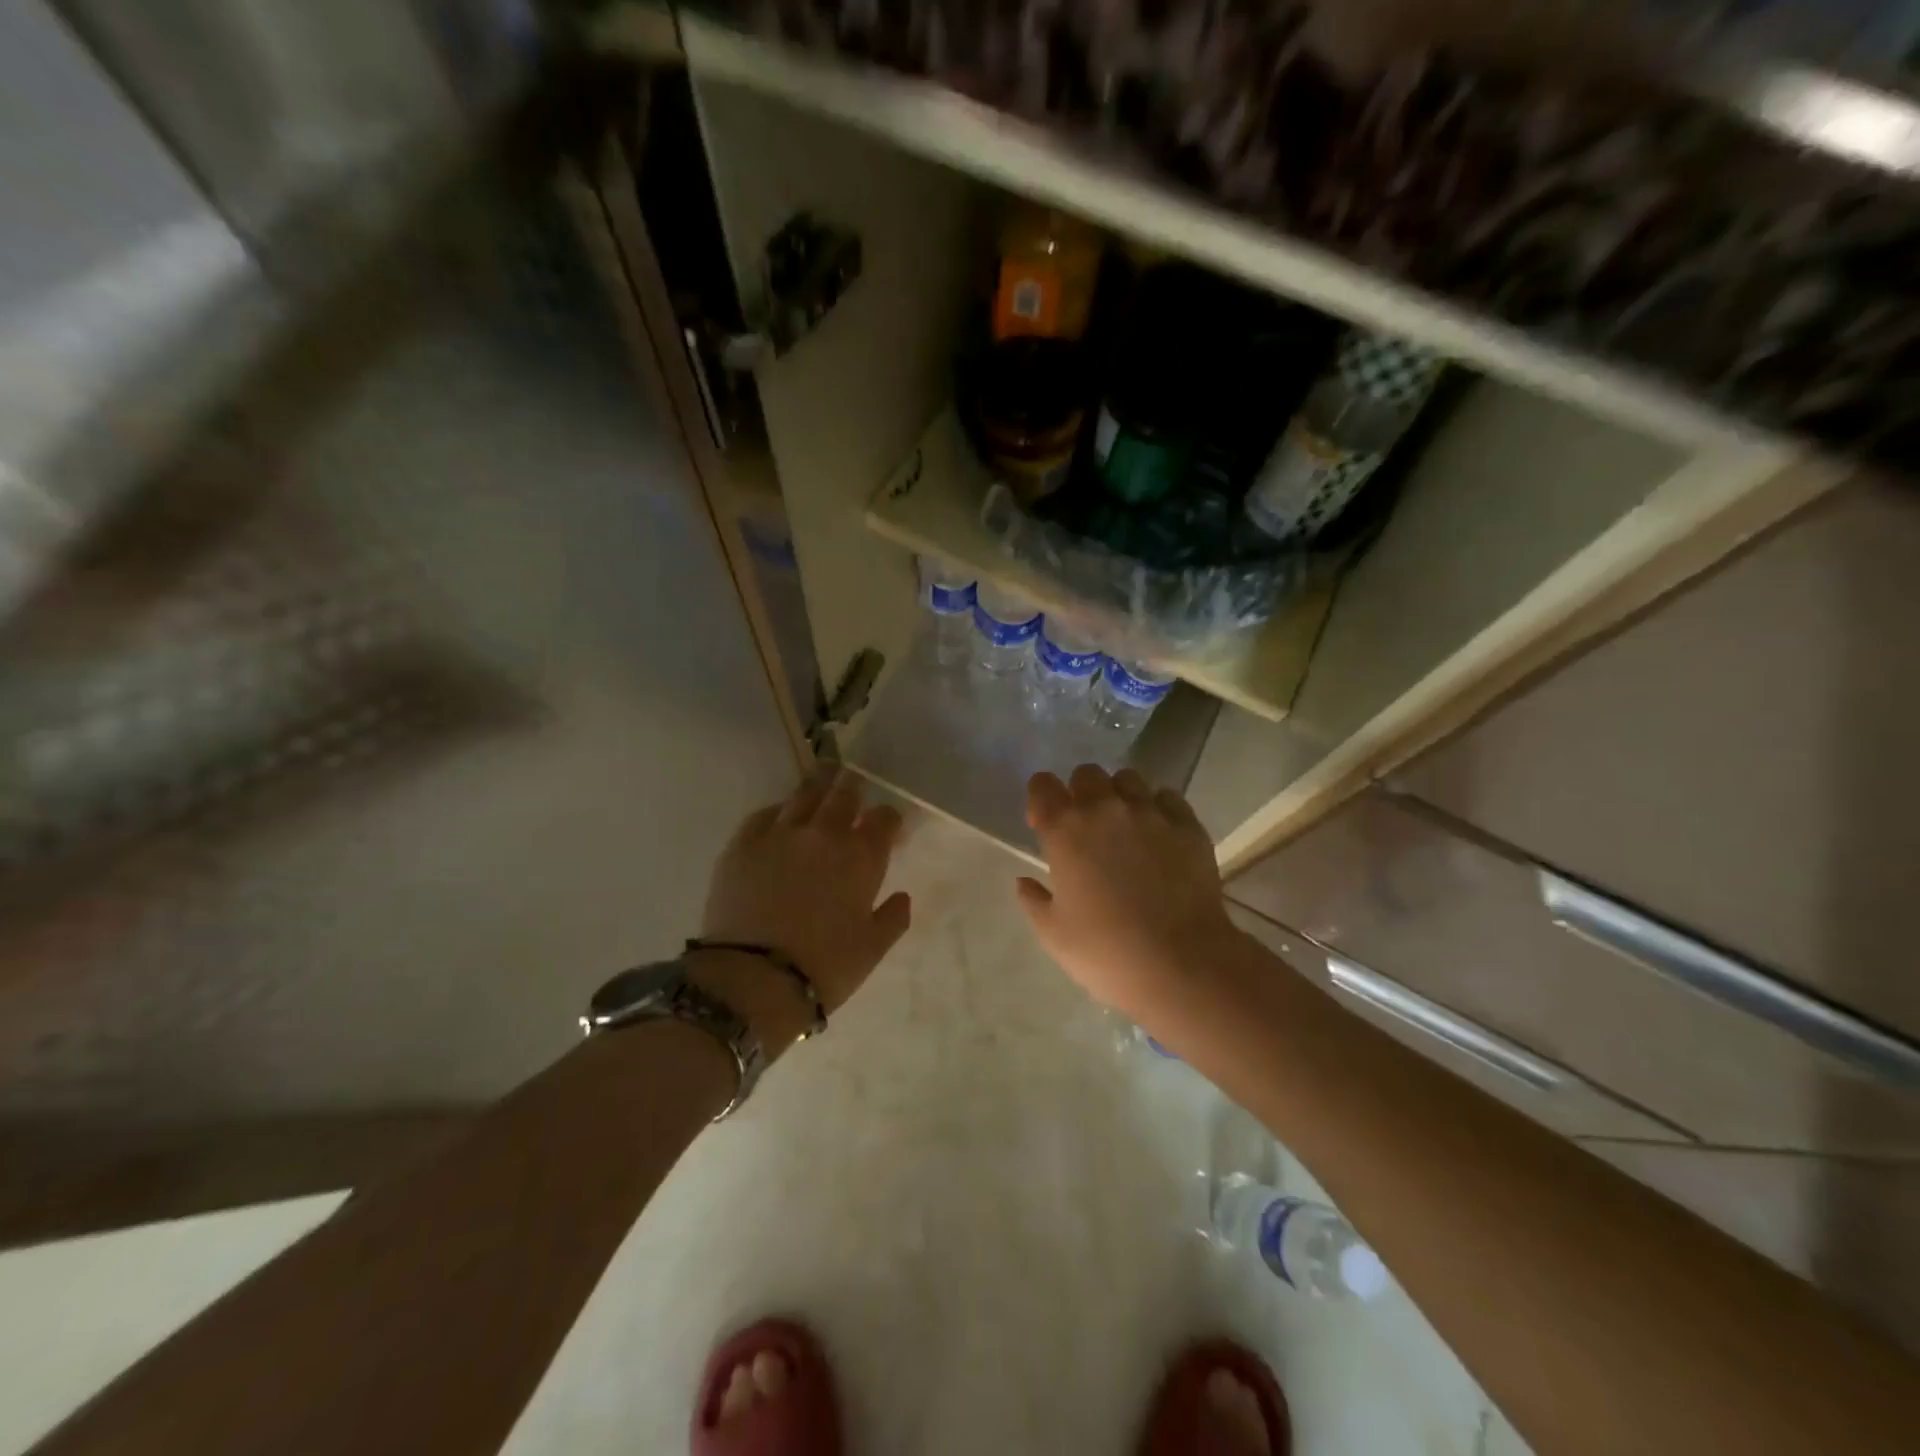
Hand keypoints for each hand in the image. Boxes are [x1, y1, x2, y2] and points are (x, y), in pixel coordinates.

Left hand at [697, 765, 910, 1050]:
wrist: (753, 978)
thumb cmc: (824, 967)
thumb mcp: (872, 950)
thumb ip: (893, 918)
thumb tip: (903, 897)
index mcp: (861, 856)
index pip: (884, 818)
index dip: (888, 819)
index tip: (886, 827)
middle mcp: (824, 833)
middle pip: (844, 793)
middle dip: (853, 786)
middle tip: (853, 783)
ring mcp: (780, 833)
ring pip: (804, 794)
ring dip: (819, 785)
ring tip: (823, 778)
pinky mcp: (743, 843)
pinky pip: (765, 813)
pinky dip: (779, 811)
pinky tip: (780, 816)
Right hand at [1017, 765, 1242, 1023]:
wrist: (1181, 964)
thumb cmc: (1106, 952)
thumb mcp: (1054, 934)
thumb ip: (1034, 901)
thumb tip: (1025, 882)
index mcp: (1065, 830)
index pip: (1042, 785)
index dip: (1040, 799)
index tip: (1044, 825)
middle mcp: (1105, 809)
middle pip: (1087, 774)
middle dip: (1080, 792)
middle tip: (1086, 827)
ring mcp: (1150, 813)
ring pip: (1128, 779)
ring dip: (1119, 796)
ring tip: (1125, 827)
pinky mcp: (1187, 826)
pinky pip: (1167, 798)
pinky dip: (1158, 807)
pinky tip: (1159, 833)